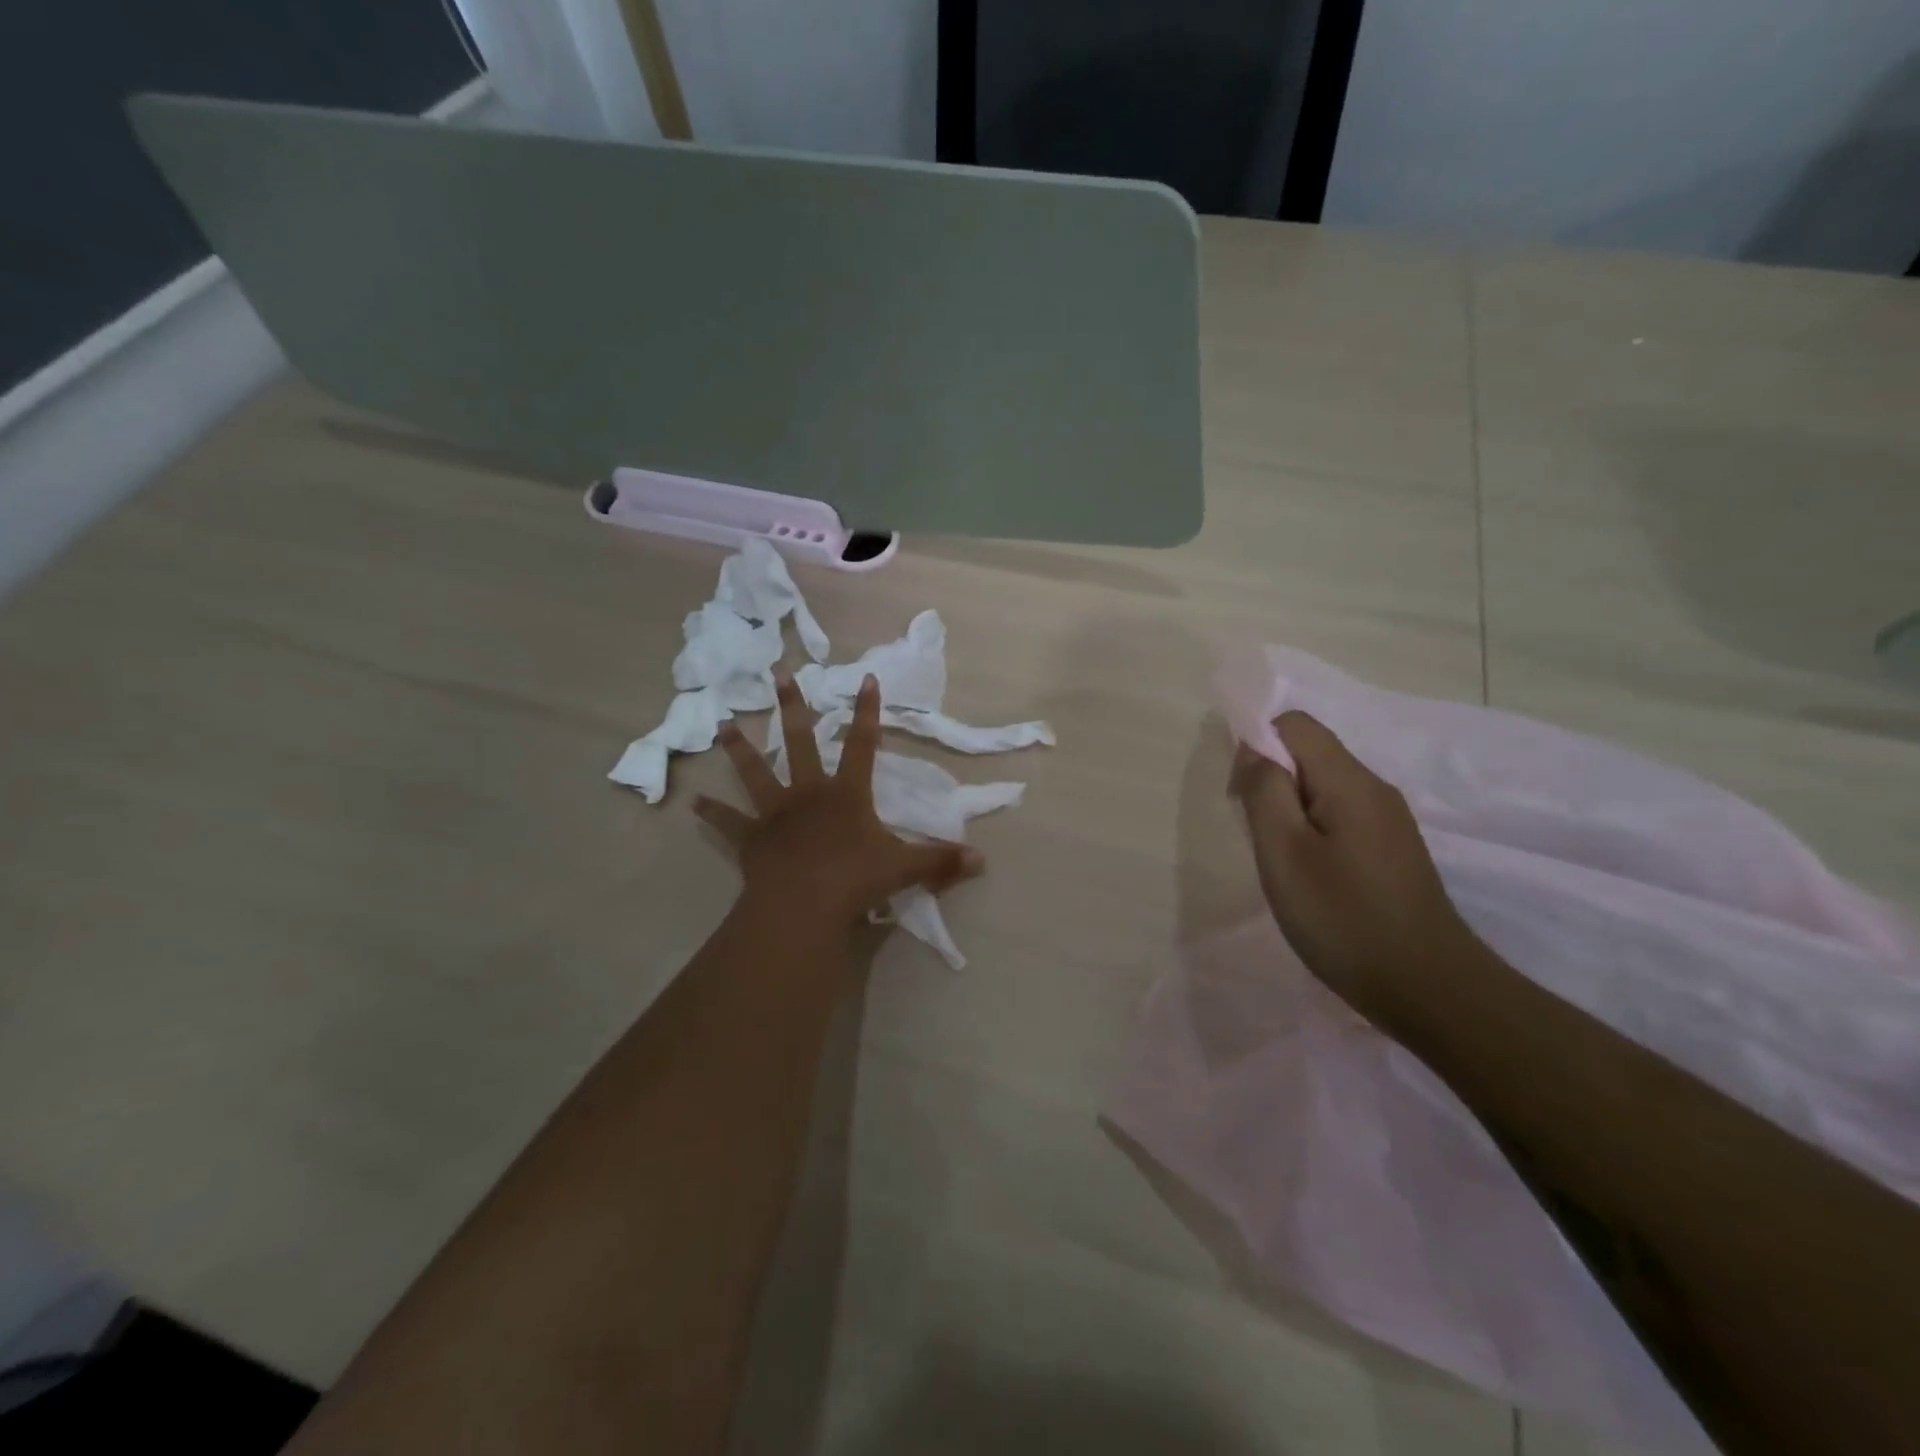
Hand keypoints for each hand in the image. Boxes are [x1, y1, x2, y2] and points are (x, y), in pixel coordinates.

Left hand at [695, 670, 982, 933]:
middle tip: (779, 675)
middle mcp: (809, 793)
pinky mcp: (751, 839)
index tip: (865, 678)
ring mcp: (775, 813)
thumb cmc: (854, 880)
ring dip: (740, 748)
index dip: (866, 711)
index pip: (862, 744)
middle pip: (799, 741)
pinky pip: (728, 823)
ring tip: (723, 725)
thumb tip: (982, 859)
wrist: (803, 907)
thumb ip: (941, 861)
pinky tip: (692, 803)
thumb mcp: (904, 869)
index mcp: (846, 794)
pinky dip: (712, 813)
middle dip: (792, 707)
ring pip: (756, 772)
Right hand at [1229, 711, 1483, 1023]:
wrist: (1428, 989)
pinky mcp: (1392, 849)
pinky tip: (1310, 876)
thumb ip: (1264, 790)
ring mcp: (1389, 820)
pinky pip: (1340, 816)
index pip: (1295, 724)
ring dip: (1289, 809)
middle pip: (1310, 753)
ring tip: (1280, 861)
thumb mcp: (1284, 852)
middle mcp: (1375, 789)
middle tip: (1257, 837)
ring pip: (1323, 787)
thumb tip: (1253, 748)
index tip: (1241, 795)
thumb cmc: (1343, 918)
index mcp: (1350, 781)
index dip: (1256, 744)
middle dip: (1270, 780)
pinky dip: (1312, 831)